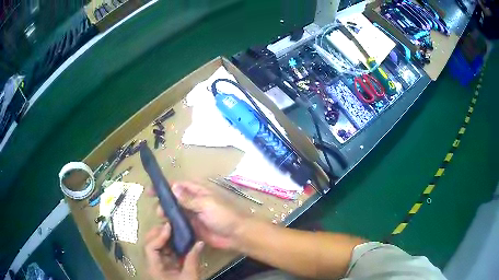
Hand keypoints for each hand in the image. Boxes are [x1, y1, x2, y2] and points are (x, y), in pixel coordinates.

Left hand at [145, 223, 203, 279]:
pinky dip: (170, 245)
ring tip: (175, 229)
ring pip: (157, 247)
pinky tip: (179, 240)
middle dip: (159, 233)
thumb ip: (193, 259)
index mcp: (154, 268)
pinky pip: (164, 252)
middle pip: (150, 244)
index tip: (170, 226)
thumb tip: (199, 242)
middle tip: (171, 224)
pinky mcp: (164, 266)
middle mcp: (153, 264)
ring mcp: (158, 264)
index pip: (150, 247)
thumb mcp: (190, 277)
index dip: (159, 236)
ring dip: (165, 237)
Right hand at [152, 181, 245, 248]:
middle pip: (174, 199)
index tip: (150, 191)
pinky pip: (180, 224)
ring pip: (175, 212)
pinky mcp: (193, 227)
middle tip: (158, 211)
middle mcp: (193, 201)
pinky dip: (172, 225)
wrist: (236, 235)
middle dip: (164, 203)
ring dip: (167, 214)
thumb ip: (188, 198)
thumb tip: (173, 186)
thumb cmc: (223, 216)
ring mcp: (193, 215)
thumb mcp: (206, 204)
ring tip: (162, 219)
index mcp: (198, 191)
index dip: (164, 187)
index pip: (178, 185)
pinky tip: (165, 229)